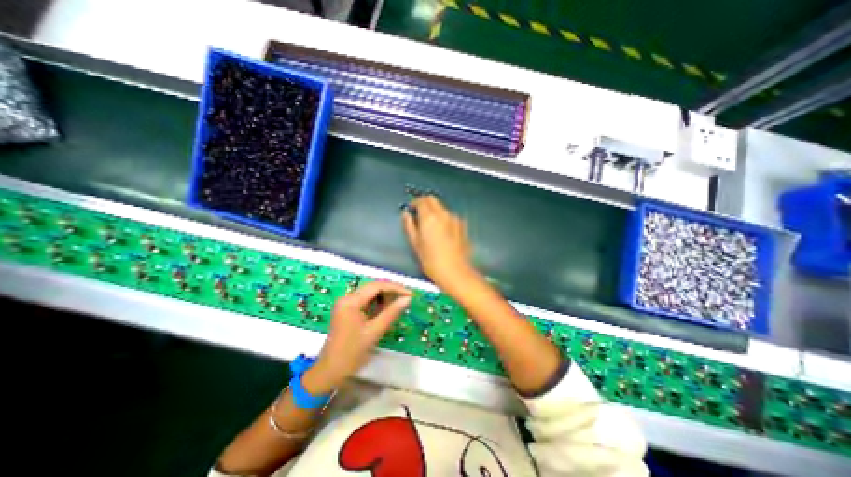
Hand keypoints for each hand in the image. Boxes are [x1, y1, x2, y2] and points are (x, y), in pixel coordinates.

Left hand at [305, 281, 413, 392]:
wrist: (330, 371)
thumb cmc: (352, 353)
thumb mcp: (375, 331)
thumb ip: (392, 312)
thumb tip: (408, 299)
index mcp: (351, 301)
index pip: (376, 286)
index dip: (395, 288)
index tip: (410, 294)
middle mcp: (347, 298)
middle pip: (372, 287)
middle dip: (390, 291)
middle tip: (406, 298)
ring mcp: (345, 303)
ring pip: (369, 293)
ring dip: (384, 297)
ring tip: (398, 304)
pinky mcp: (346, 309)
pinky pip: (365, 300)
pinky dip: (377, 303)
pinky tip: (386, 309)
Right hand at [401, 196, 477, 292]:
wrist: (456, 272)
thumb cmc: (432, 261)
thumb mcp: (415, 244)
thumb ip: (409, 226)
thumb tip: (406, 214)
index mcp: (429, 217)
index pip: (421, 200)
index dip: (414, 202)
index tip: (411, 209)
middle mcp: (443, 214)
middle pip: (432, 199)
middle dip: (424, 203)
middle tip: (418, 213)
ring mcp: (455, 219)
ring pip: (442, 207)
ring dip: (434, 210)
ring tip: (430, 225)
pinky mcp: (462, 225)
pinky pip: (449, 216)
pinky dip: (443, 218)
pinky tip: (441, 231)